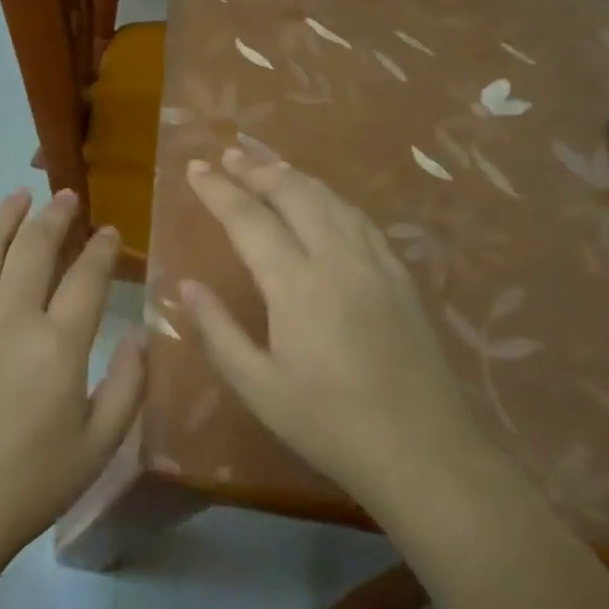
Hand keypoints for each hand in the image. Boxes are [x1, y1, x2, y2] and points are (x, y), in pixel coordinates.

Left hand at [0, 188, 144, 573]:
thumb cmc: (30, 483)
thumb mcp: (99, 446)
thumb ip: (128, 386)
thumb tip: (140, 336)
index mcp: (58, 344)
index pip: (87, 276)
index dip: (101, 248)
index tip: (109, 231)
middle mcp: (11, 318)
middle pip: (34, 247)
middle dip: (55, 215)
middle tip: (67, 196)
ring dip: (3, 217)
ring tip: (18, 196)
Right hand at [181, 148, 484, 511]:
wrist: (424, 452)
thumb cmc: (329, 424)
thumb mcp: (258, 387)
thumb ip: (217, 331)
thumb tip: (184, 286)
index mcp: (297, 286)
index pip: (249, 219)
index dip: (219, 190)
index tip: (194, 169)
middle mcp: (338, 259)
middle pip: (294, 193)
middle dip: (257, 169)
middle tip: (228, 156)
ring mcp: (376, 264)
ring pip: (331, 198)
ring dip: (294, 176)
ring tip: (266, 166)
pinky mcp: (401, 276)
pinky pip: (360, 219)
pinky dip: (330, 198)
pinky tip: (320, 201)